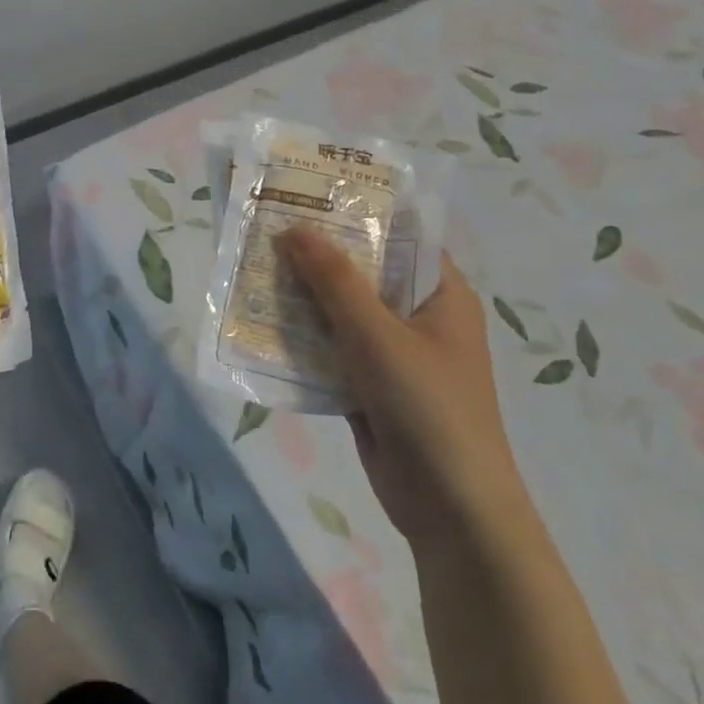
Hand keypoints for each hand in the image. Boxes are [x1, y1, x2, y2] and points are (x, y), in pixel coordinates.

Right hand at [278, 233, 527, 545]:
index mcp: (440, 294)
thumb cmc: (427, 406)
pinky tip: (261, 323)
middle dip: (316, 256)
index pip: (397, 236)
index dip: (355, 213)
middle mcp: (418, 317)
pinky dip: (302, 339)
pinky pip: (331, 350)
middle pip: (362, 273)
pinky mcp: (370, 386)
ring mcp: (393, 354)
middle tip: (265, 228)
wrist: (450, 509)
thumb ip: (334, 280)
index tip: (306, 194)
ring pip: (341, 313)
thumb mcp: (377, 334)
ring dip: (303, 298)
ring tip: (253, 268)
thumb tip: (293, 228)